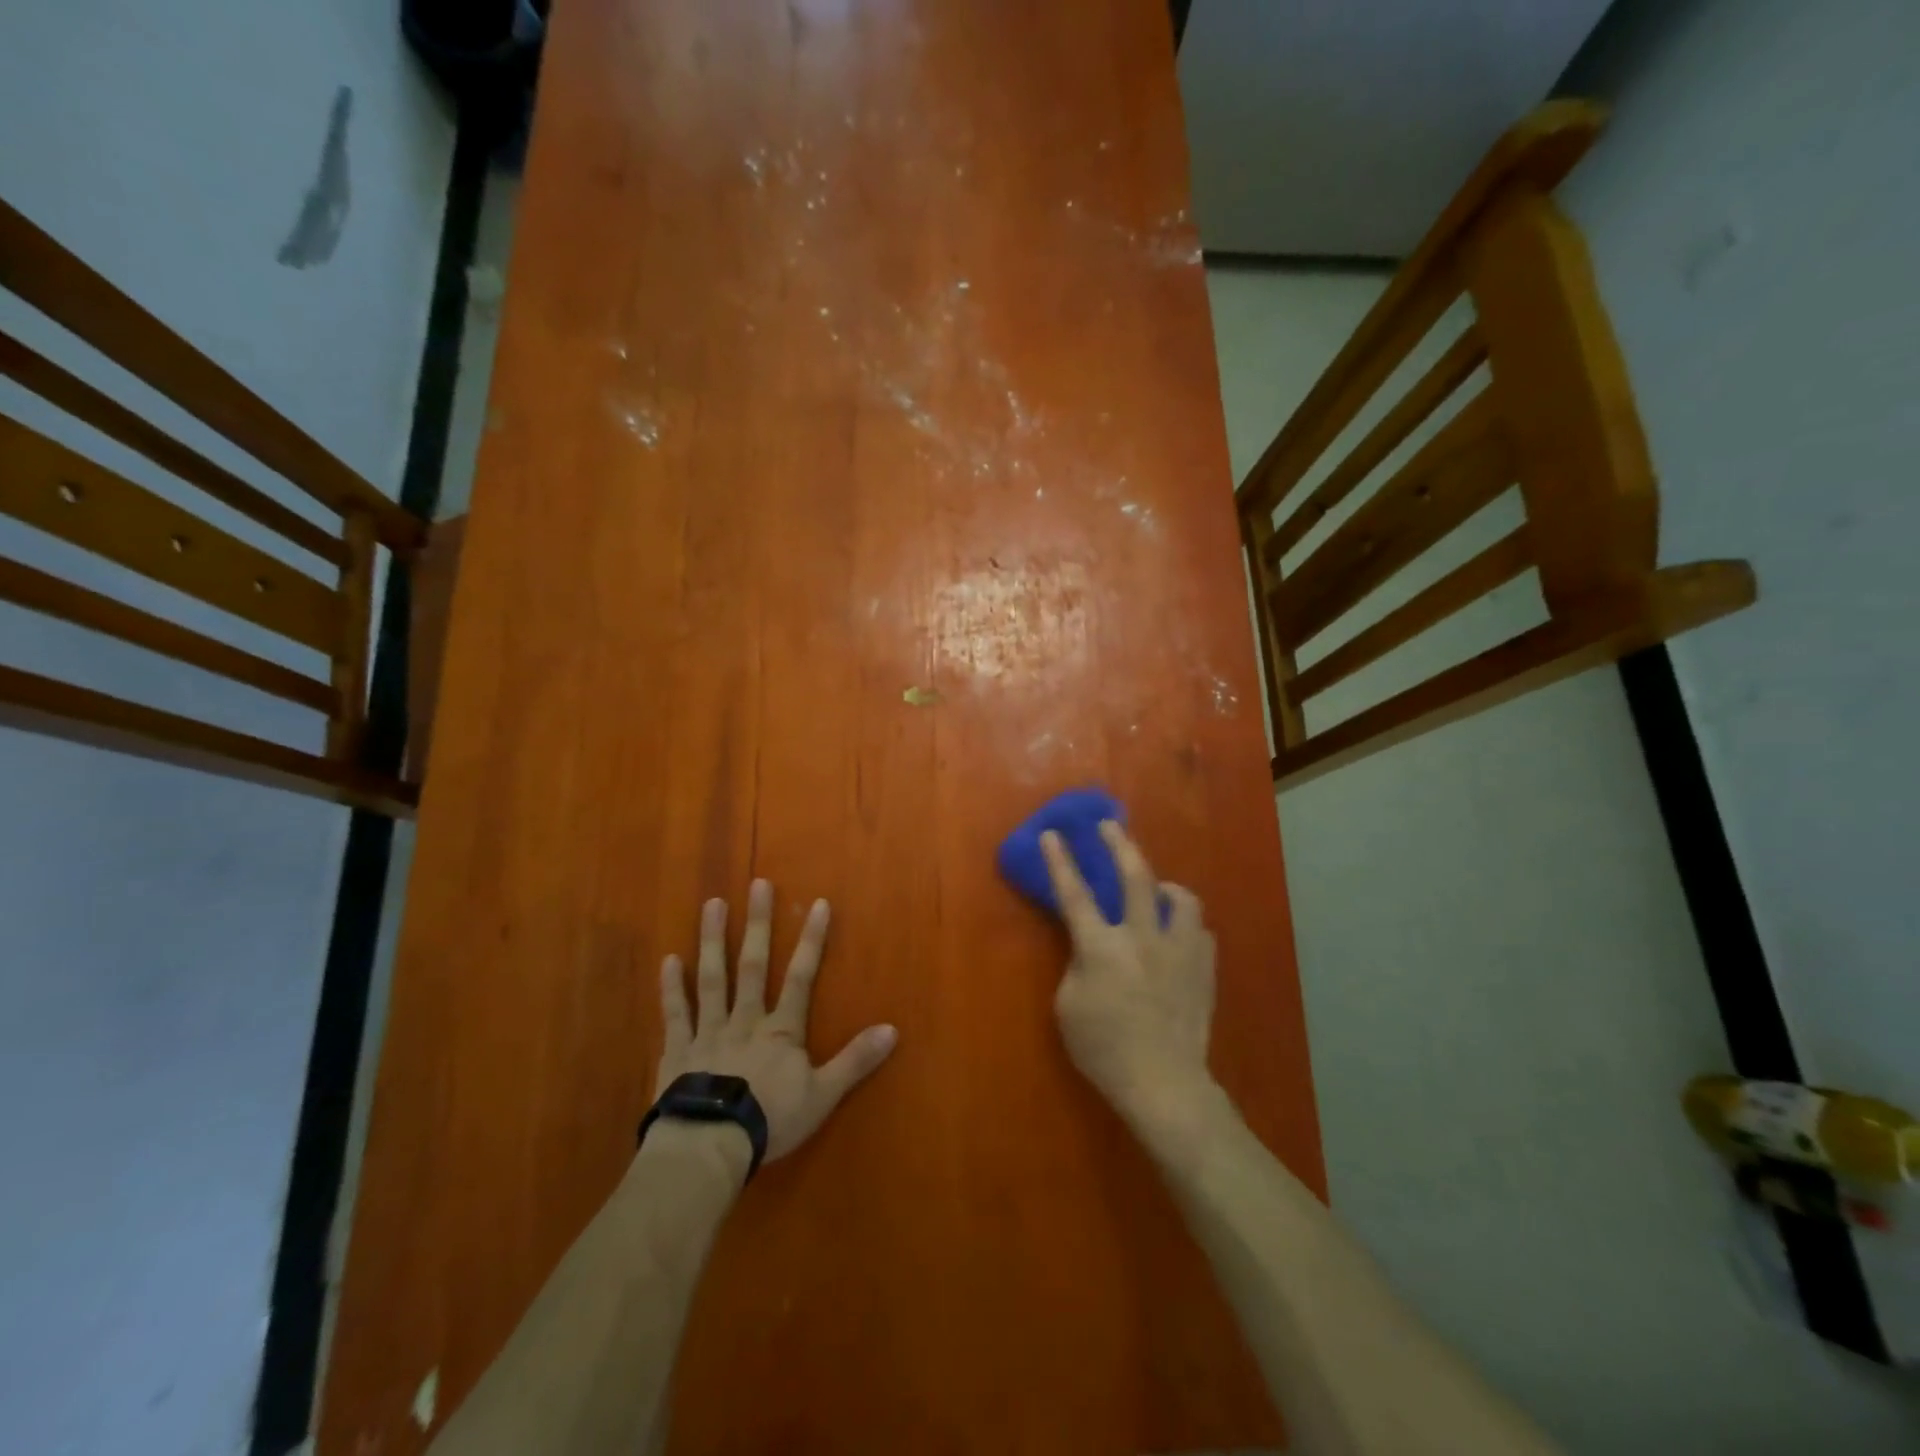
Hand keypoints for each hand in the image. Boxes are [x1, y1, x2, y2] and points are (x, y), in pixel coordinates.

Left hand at [657, 880, 896, 1162]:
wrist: (710, 1146)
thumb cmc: (770, 1120)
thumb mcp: (823, 1094)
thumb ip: (855, 1060)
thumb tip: (893, 1029)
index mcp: (780, 1030)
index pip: (800, 976)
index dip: (811, 940)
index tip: (818, 904)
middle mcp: (745, 1019)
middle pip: (753, 965)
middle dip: (758, 924)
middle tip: (757, 884)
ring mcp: (709, 1031)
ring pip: (712, 978)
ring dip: (713, 940)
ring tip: (712, 903)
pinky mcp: (678, 1051)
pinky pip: (676, 1013)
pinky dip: (672, 987)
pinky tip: (669, 959)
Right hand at [1041, 822, 1220, 1137]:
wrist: (1164, 1084)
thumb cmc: (1104, 1050)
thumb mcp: (1068, 1007)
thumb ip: (1078, 965)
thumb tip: (1092, 947)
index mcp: (1102, 947)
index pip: (1075, 894)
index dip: (1060, 861)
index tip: (1052, 834)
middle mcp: (1143, 938)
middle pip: (1135, 875)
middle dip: (1119, 843)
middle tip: (1109, 826)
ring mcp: (1179, 951)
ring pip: (1181, 897)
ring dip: (1166, 886)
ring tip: (1158, 890)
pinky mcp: (1203, 969)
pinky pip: (1200, 932)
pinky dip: (1186, 926)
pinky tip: (1178, 936)